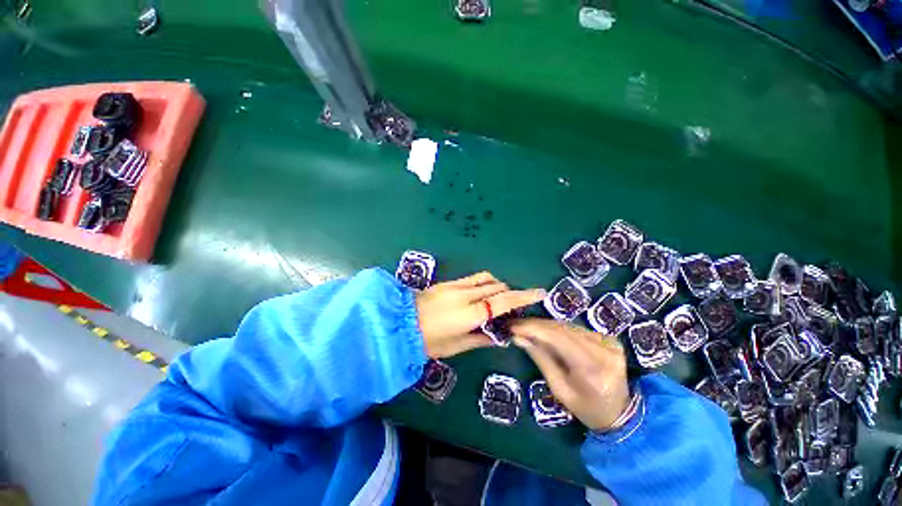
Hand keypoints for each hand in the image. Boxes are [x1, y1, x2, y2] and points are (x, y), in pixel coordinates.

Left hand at [415, 272, 545, 358]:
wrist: (400, 323)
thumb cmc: (429, 341)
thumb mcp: (456, 346)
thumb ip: (481, 339)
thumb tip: (501, 336)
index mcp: (470, 314)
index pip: (503, 302)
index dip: (523, 297)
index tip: (539, 293)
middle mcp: (466, 295)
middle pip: (497, 287)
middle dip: (510, 293)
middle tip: (513, 307)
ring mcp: (456, 286)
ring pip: (486, 279)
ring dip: (497, 287)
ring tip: (497, 301)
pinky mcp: (449, 282)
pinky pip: (474, 279)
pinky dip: (484, 284)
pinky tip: (481, 295)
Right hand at [511, 319, 629, 430]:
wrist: (621, 414)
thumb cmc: (586, 408)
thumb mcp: (559, 389)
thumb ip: (541, 359)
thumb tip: (519, 337)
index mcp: (593, 369)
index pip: (559, 338)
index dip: (534, 329)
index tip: (514, 327)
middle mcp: (604, 350)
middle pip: (563, 329)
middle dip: (536, 325)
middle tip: (517, 325)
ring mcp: (609, 342)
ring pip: (568, 326)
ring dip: (545, 326)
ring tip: (527, 327)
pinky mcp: (609, 338)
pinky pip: (576, 329)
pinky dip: (558, 329)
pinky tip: (545, 332)